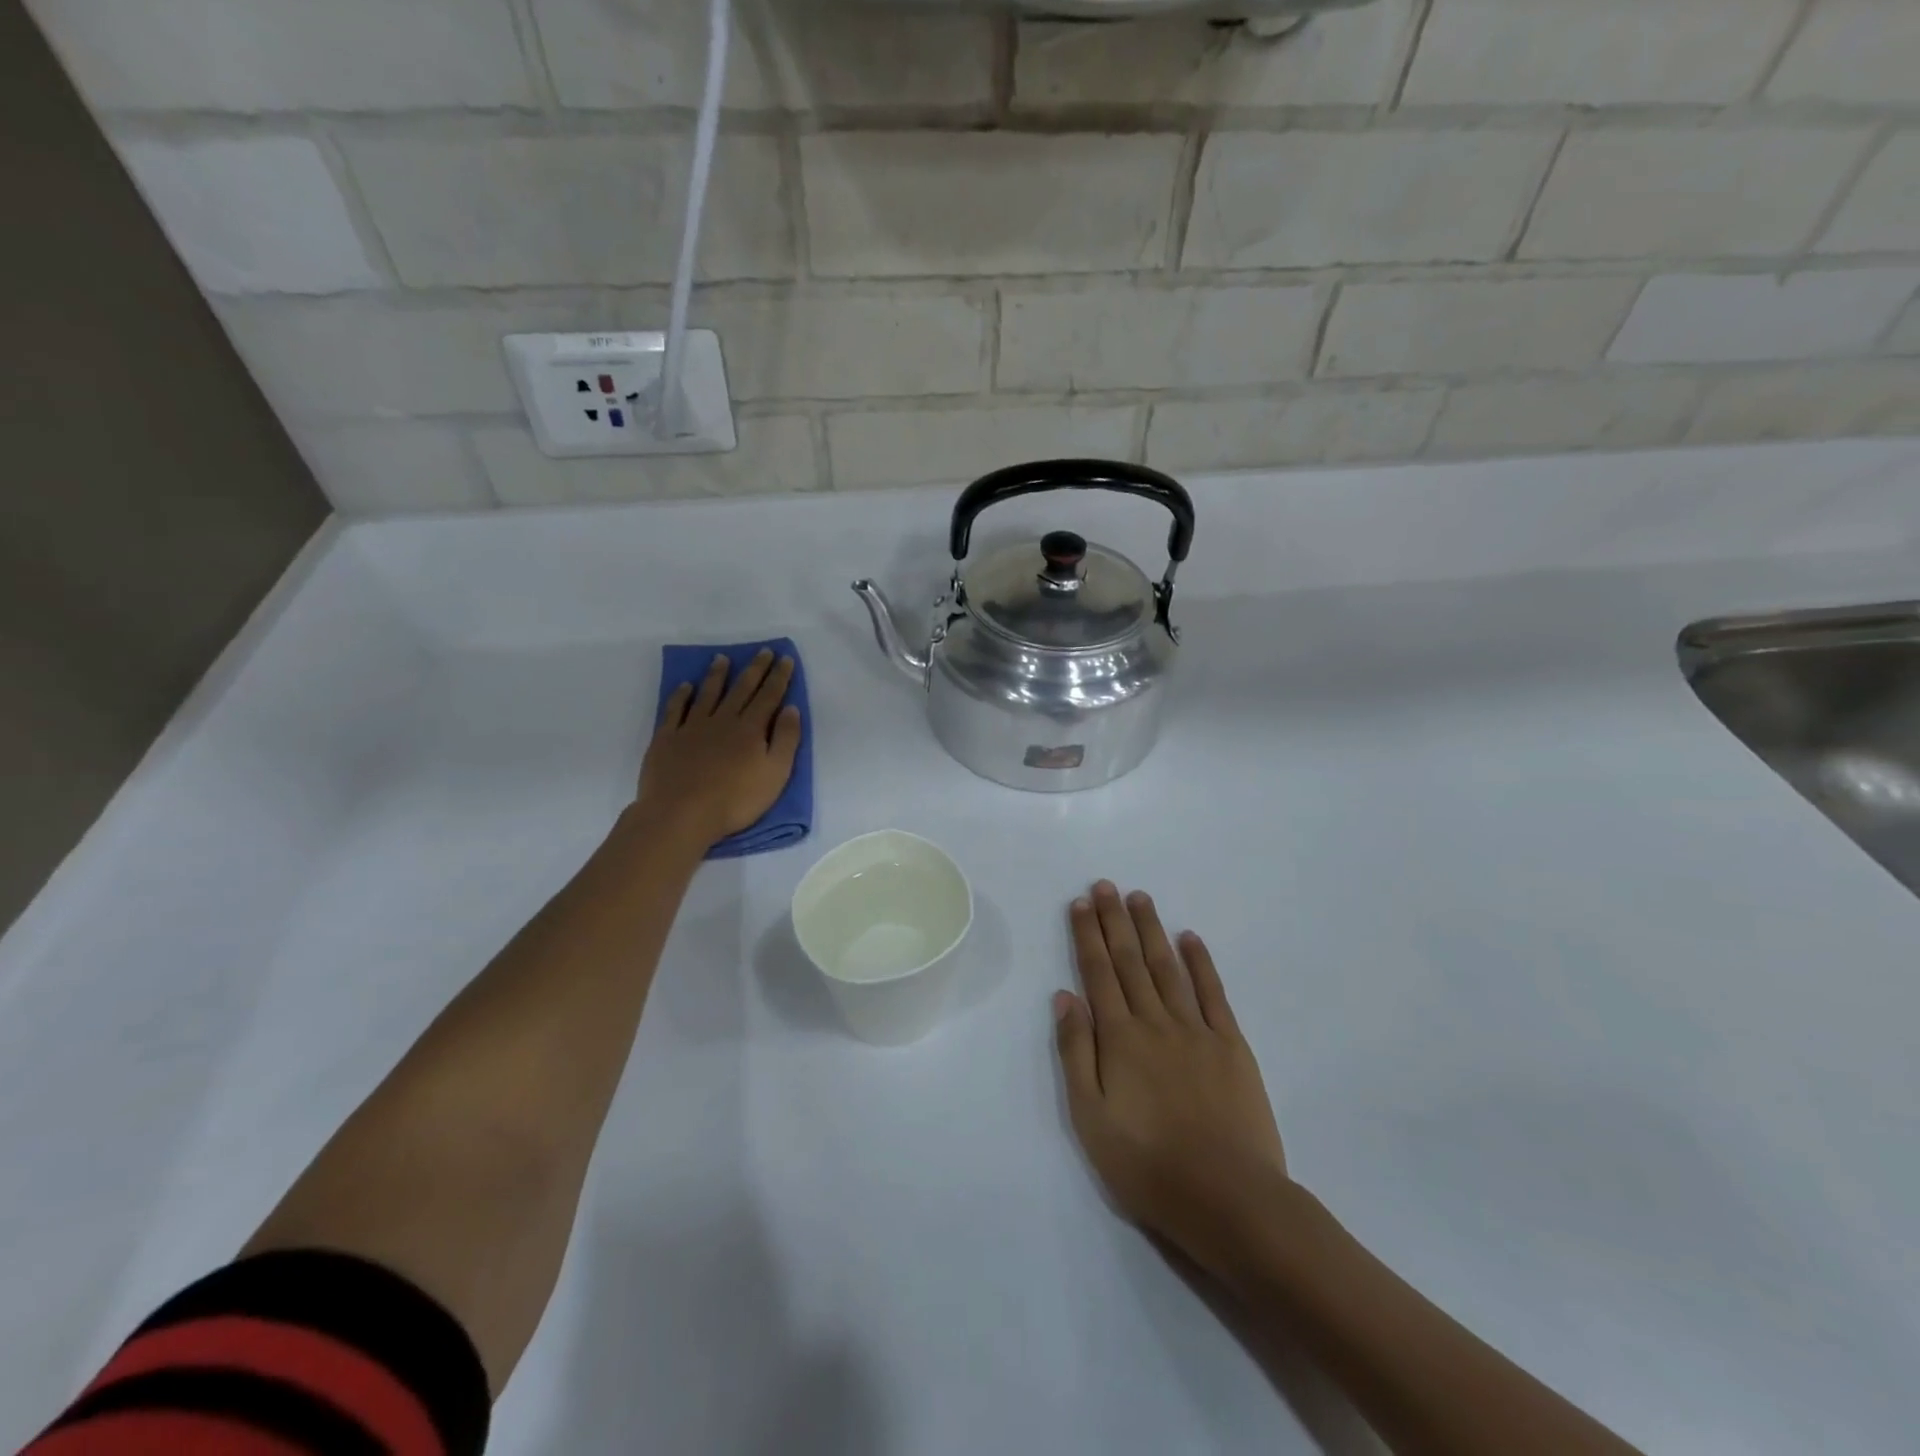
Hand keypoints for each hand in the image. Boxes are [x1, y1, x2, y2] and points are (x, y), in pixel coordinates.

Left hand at [635, 650, 801, 847]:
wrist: (681, 814)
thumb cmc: (735, 800)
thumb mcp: (775, 775)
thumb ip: (785, 740)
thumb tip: (790, 708)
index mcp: (751, 729)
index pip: (769, 696)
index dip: (779, 677)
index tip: (785, 658)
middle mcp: (722, 720)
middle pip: (741, 689)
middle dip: (755, 669)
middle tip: (763, 651)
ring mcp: (692, 727)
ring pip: (708, 693)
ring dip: (717, 675)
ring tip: (723, 658)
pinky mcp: (667, 738)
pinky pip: (675, 709)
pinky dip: (681, 695)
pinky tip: (685, 686)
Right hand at [1053, 882, 1291, 1276]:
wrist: (1229, 1199)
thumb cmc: (1148, 1165)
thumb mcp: (1091, 1118)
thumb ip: (1076, 1052)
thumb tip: (1065, 996)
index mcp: (1119, 1039)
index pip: (1098, 974)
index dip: (1088, 936)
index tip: (1081, 903)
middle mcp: (1155, 1022)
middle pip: (1131, 961)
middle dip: (1115, 920)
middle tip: (1106, 885)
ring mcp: (1197, 1031)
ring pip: (1168, 968)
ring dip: (1152, 930)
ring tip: (1140, 898)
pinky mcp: (1231, 1046)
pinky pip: (1213, 994)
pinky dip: (1201, 963)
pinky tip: (1191, 938)